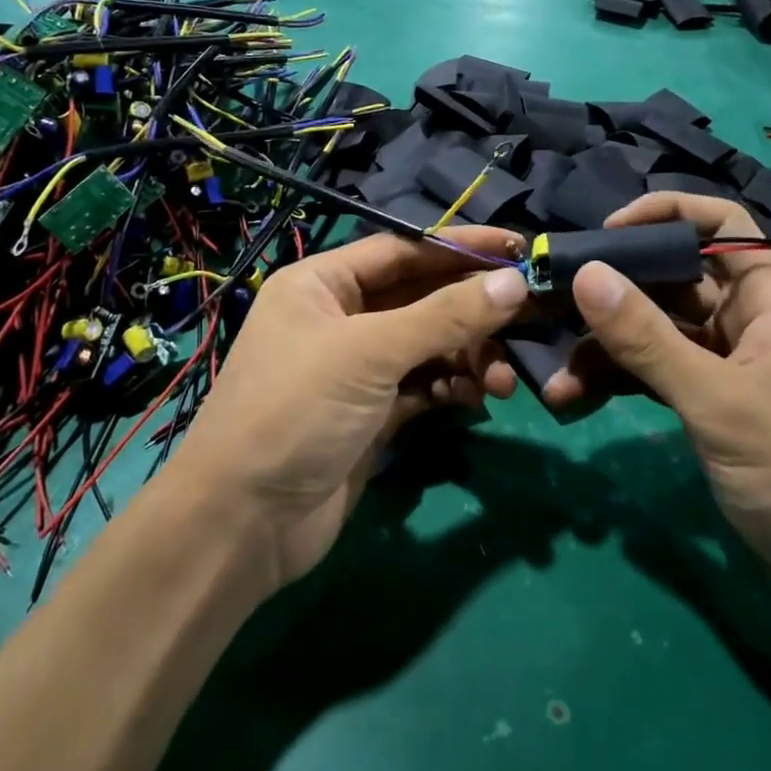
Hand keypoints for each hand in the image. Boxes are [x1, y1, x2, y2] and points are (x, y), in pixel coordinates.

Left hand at [168, 229, 528, 591]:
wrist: (243, 525)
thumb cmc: (297, 411)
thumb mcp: (370, 353)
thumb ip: (445, 316)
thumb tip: (514, 283)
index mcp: (322, 284)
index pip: (402, 250)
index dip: (459, 246)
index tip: (517, 248)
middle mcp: (339, 318)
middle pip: (420, 298)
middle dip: (471, 310)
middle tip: (527, 319)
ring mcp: (356, 369)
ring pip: (427, 346)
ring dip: (468, 356)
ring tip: (503, 380)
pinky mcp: (372, 414)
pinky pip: (423, 386)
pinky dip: (451, 388)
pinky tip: (476, 400)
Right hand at [541, 194, 770, 611]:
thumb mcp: (717, 401)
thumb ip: (648, 339)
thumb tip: (584, 273)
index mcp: (766, 298)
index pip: (720, 222)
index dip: (665, 213)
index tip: (606, 232)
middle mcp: (742, 318)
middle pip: (670, 278)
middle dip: (612, 292)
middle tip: (553, 302)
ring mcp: (721, 361)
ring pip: (652, 330)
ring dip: (603, 348)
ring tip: (557, 380)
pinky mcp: (705, 400)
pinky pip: (651, 371)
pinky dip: (616, 380)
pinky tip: (575, 399)